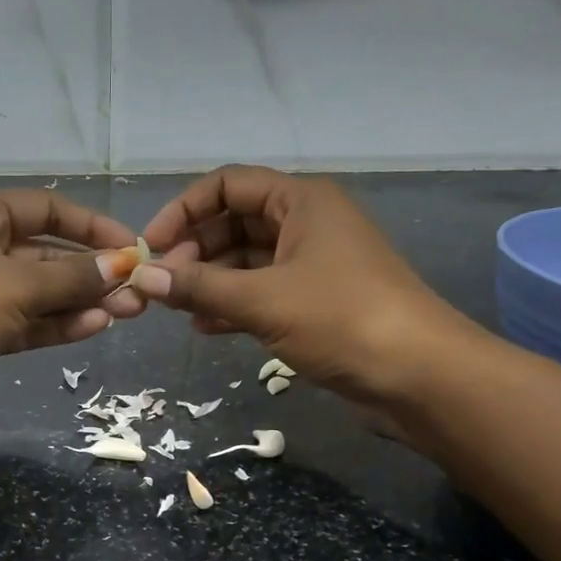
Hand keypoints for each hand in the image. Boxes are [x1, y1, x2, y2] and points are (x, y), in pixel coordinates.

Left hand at [0, 188, 145, 438]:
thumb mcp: (17, 283)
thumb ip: (73, 276)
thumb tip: (123, 265)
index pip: (45, 209)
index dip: (91, 226)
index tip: (132, 247)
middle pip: (45, 253)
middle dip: (91, 271)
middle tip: (137, 290)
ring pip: (39, 292)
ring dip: (81, 301)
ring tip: (127, 311)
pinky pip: (27, 321)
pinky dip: (58, 324)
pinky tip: (95, 326)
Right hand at [130, 165, 478, 415]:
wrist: (420, 376)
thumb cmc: (342, 319)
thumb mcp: (262, 300)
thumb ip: (198, 286)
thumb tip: (140, 278)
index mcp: (300, 201)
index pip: (227, 184)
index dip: (183, 210)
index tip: (151, 247)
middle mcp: (306, 223)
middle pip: (233, 222)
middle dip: (193, 250)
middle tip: (162, 285)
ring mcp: (312, 263)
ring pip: (245, 260)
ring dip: (209, 280)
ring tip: (176, 308)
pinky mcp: (315, 301)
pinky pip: (261, 291)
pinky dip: (232, 304)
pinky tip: (203, 327)